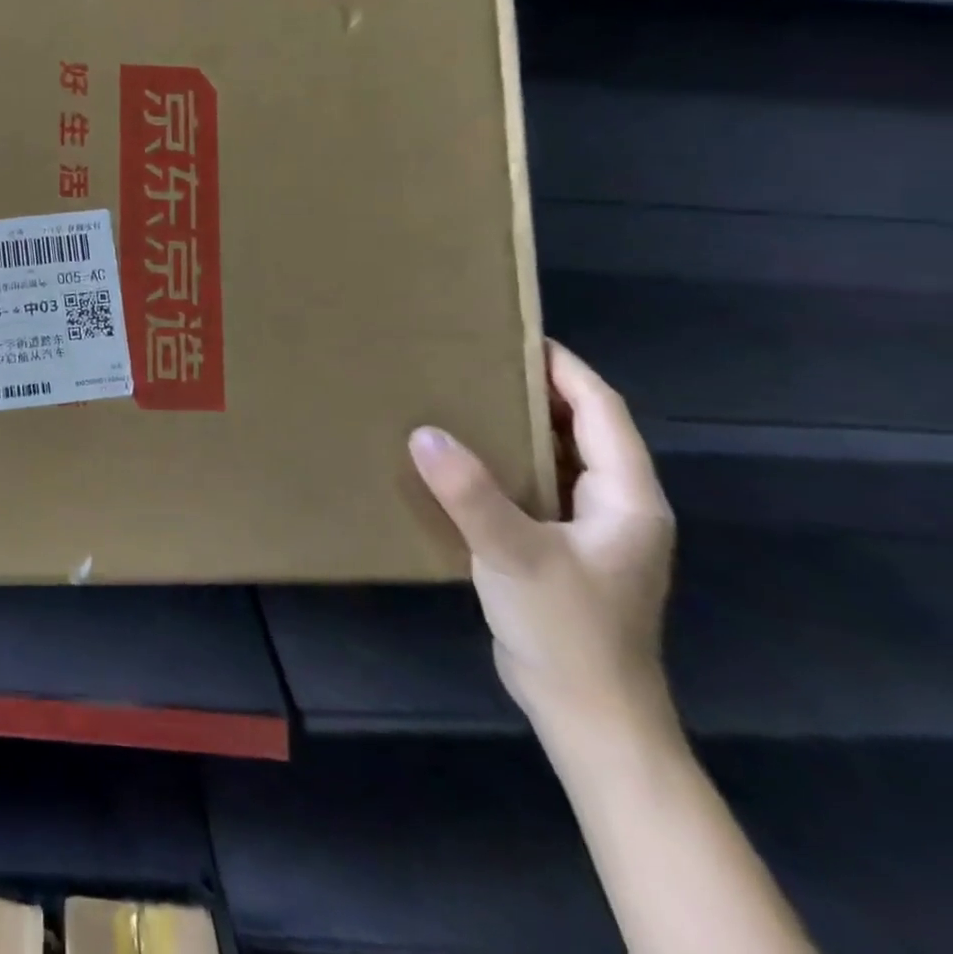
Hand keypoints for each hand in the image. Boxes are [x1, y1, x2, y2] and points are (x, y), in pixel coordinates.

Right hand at [409, 343, 676, 747]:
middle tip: (473, 360)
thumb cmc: (568, 630)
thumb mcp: (515, 555)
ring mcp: (589, 531)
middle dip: (535, 390)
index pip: (601, 411)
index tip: (515, 335)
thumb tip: (423, 433)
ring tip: (460, 398)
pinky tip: (460, 460)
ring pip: (556, 459)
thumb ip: (471, 493)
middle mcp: (616, 507)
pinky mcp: (559, 550)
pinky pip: (533, 488)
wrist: (588, 715)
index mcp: (627, 498)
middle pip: (581, 429)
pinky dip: (503, 463)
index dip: (564, 369)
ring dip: (517, 427)